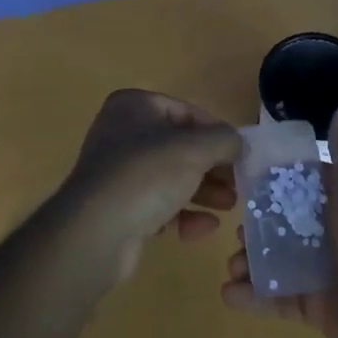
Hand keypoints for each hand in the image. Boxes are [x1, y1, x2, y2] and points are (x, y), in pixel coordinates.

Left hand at [58, 89, 243, 282]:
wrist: (96, 232)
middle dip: (212, 167)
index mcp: (134, 106)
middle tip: (238, 185)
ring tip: (229, 207)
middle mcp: (122, 133)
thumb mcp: (194, 149)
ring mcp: (118, 172)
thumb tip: (239, 143)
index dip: (217, 133)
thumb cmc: (146, 174)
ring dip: (203, 191)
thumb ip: (223, 140)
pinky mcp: (119, 207)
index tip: (241, 155)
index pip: (186, 112)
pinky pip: (158, 204)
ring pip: (171, 176)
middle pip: (180, 146)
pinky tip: (204, 229)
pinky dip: (182, 214)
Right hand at [220, 105, 337, 337]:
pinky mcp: (315, 308)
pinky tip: (229, 293)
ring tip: (232, 264)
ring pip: (277, 259)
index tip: (242, 173)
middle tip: (235, 227)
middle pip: (285, 221)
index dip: (275, 178)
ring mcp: (324, 272)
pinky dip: (253, 297)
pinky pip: (278, 299)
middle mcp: (334, 232)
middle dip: (257, 223)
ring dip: (251, 260)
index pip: (304, 182)